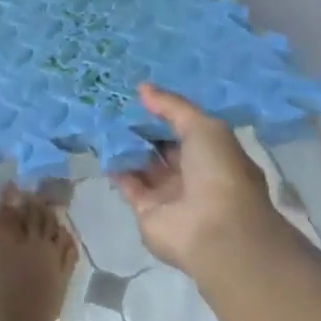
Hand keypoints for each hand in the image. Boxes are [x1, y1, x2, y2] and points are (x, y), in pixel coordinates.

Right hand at [112, 84, 285, 275]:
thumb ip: (173, 107)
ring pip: (143, 164)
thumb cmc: (219, 173)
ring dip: (125, 145)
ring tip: (101, 118)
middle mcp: (193, 176)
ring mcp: (170, 195)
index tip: (140, 96)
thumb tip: (143, 88)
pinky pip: (127, 182)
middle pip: (163, 148)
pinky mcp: (146, 210)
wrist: (215, 231)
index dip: (166, 114)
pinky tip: (100, 144)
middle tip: (113, 103)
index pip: (187, 131)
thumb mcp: (204, 127)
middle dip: (142, 128)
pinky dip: (115, 166)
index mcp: (215, 157)